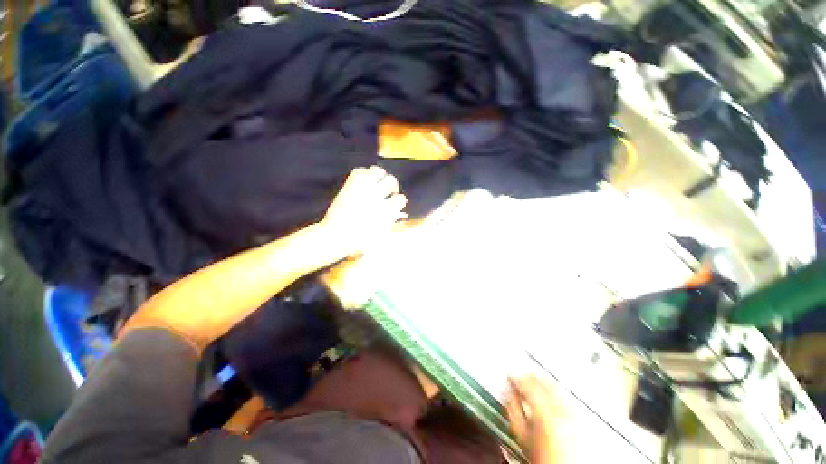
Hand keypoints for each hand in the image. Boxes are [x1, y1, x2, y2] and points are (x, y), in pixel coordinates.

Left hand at [320, 166, 407, 256]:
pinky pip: (361, 171)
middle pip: (391, 180)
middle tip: (388, 191)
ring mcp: (363, 188)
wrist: (337, 235)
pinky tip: (364, 183)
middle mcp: (376, 196)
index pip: (401, 198)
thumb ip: (391, 220)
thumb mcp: (383, 233)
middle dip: (392, 186)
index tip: (395, 203)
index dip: (398, 201)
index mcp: (387, 209)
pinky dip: (364, 175)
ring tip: (376, 184)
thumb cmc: (362, 240)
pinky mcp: (350, 184)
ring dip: (379, 177)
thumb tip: (397, 210)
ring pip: (378, 171)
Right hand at [506, 376, 571, 463]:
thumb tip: (509, 392)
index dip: (516, 378)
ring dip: (540, 381)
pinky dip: (552, 388)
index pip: (528, 385)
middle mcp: (560, 410)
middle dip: (528, 377)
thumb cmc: (539, 456)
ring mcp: (571, 412)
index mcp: (544, 414)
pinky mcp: (577, 416)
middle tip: (518, 377)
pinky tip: (545, 391)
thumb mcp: (520, 433)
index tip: (509, 377)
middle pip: (542, 382)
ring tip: (531, 382)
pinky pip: (563, 393)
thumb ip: (513, 409)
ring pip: (554, 385)